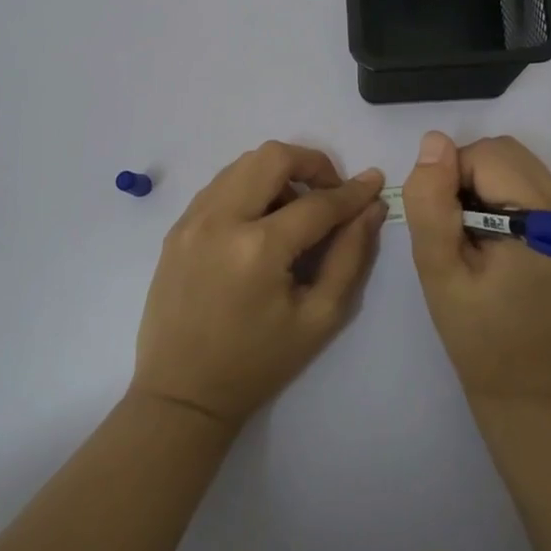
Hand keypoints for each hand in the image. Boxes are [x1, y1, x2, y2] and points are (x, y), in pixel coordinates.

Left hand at [132, 142, 387, 427]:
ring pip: (243, 163)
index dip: (352, 192)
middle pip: (273, 156)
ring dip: (278, 173)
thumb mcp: (319, 317)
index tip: (374, 183)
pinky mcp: (177, 227)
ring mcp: (192, 220)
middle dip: (312, 164)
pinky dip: (249, 187)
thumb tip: (371, 208)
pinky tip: (261, 220)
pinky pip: (220, 184)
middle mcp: (221, 220)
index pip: (318, 202)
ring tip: (294, 210)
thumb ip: (351, 256)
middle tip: (329, 193)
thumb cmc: (258, 363)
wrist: (181, 394)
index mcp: (258, 249)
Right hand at [402, 132, 550, 403]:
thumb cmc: (476, 335)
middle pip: (506, 154)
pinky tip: (492, 239)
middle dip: (467, 177)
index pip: (488, 157)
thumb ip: (431, 204)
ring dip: (482, 185)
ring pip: (516, 164)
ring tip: (472, 237)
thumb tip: (434, 142)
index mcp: (548, 225)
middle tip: (454, 230)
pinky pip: (528, 184)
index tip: (442, 225)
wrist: (525, 387)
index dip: (451, 179)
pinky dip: (500, 196)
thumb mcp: (438, 271)